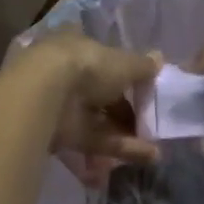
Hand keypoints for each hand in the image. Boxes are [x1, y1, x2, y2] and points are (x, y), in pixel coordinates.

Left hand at [8, 31, 160, 182]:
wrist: (44, 96)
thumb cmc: (86, 66)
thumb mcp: (122, 62)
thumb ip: (142, 65)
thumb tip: (159, 59)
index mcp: (76, 45)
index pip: (100, 56)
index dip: (121, 72)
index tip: (142, 86)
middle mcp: (66, 73)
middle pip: (100, 93)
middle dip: (125, 110)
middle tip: (151, 122)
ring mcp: (61, 105)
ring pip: (98, 120)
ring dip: (126, 133)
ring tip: (155, 148)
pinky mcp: (60, 134)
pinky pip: (93, 140)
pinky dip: (118, 148)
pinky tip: (146, 157)